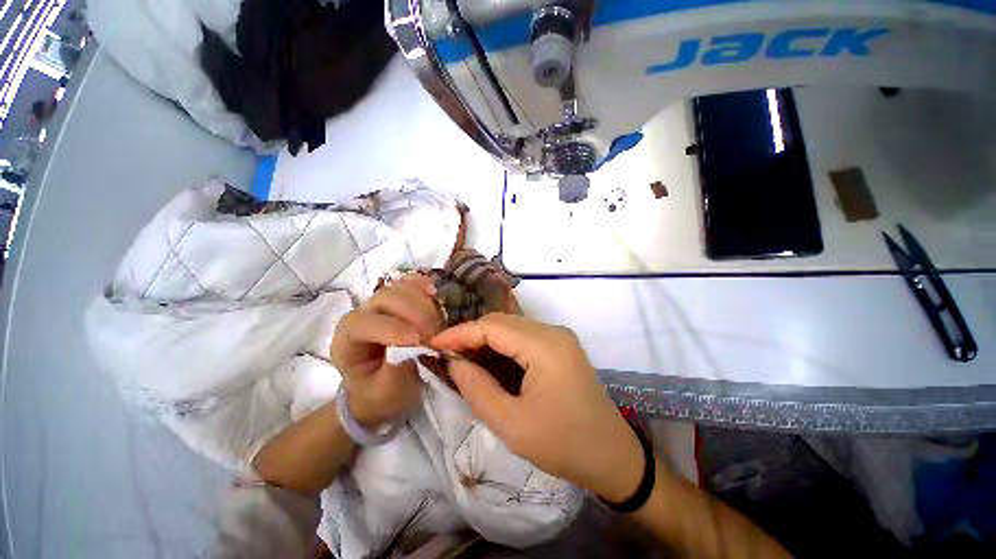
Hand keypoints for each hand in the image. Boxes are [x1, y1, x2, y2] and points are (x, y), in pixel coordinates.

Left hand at [330, 274, 441, 427]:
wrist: (382, 386)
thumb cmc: (380, 393)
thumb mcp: (385, 393)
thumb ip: (395, 372)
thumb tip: (413, 347)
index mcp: (348, 340)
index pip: (364, 324)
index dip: (393, 329)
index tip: (419, 342)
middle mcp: (362, 314)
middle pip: (386, 298)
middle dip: (415, 315)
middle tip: (434, 337)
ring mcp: (381, 302)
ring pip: (401, 288)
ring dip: (425, 303)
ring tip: (437, 325)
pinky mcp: (399, 298)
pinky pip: (411, 282)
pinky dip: (425, 285)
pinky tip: (435, 295)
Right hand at [430, 313, 644, 502]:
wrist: (612, 455)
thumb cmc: (564, 445)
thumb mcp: (512, 425)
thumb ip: (477, 388)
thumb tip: (453, 362)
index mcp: (546, 347)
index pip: (493, 327)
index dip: (460, 333)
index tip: (432, 344)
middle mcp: (554, 331)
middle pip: (502, 322)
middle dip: (470, 336)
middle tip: (445, 355)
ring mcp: (559, 337)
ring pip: (511, 328)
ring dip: (485, 341)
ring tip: (461, 359)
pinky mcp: (560, 346)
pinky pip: (523, 338)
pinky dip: (501, 347)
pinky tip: (487, 362)